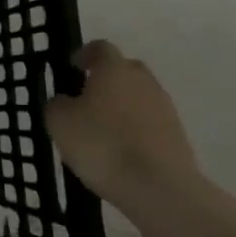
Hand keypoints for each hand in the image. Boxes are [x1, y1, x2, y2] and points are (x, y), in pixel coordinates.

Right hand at [43, 40, 196, 210]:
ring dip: (122, 106)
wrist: (159, 188)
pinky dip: (135, 129)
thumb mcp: (59, 122)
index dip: (85, 54)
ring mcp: (165, 108)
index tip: (72, 67)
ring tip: (102, 130)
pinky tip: (121, 150)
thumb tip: (64, 100)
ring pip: (139, 97)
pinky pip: (150, 123)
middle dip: (106, 79)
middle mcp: (143, 81)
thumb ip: (57, 104)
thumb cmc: (102, 145)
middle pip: (124, 70)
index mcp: (114, 69)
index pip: (101, 48)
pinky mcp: (178, 136)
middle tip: (86, 97)